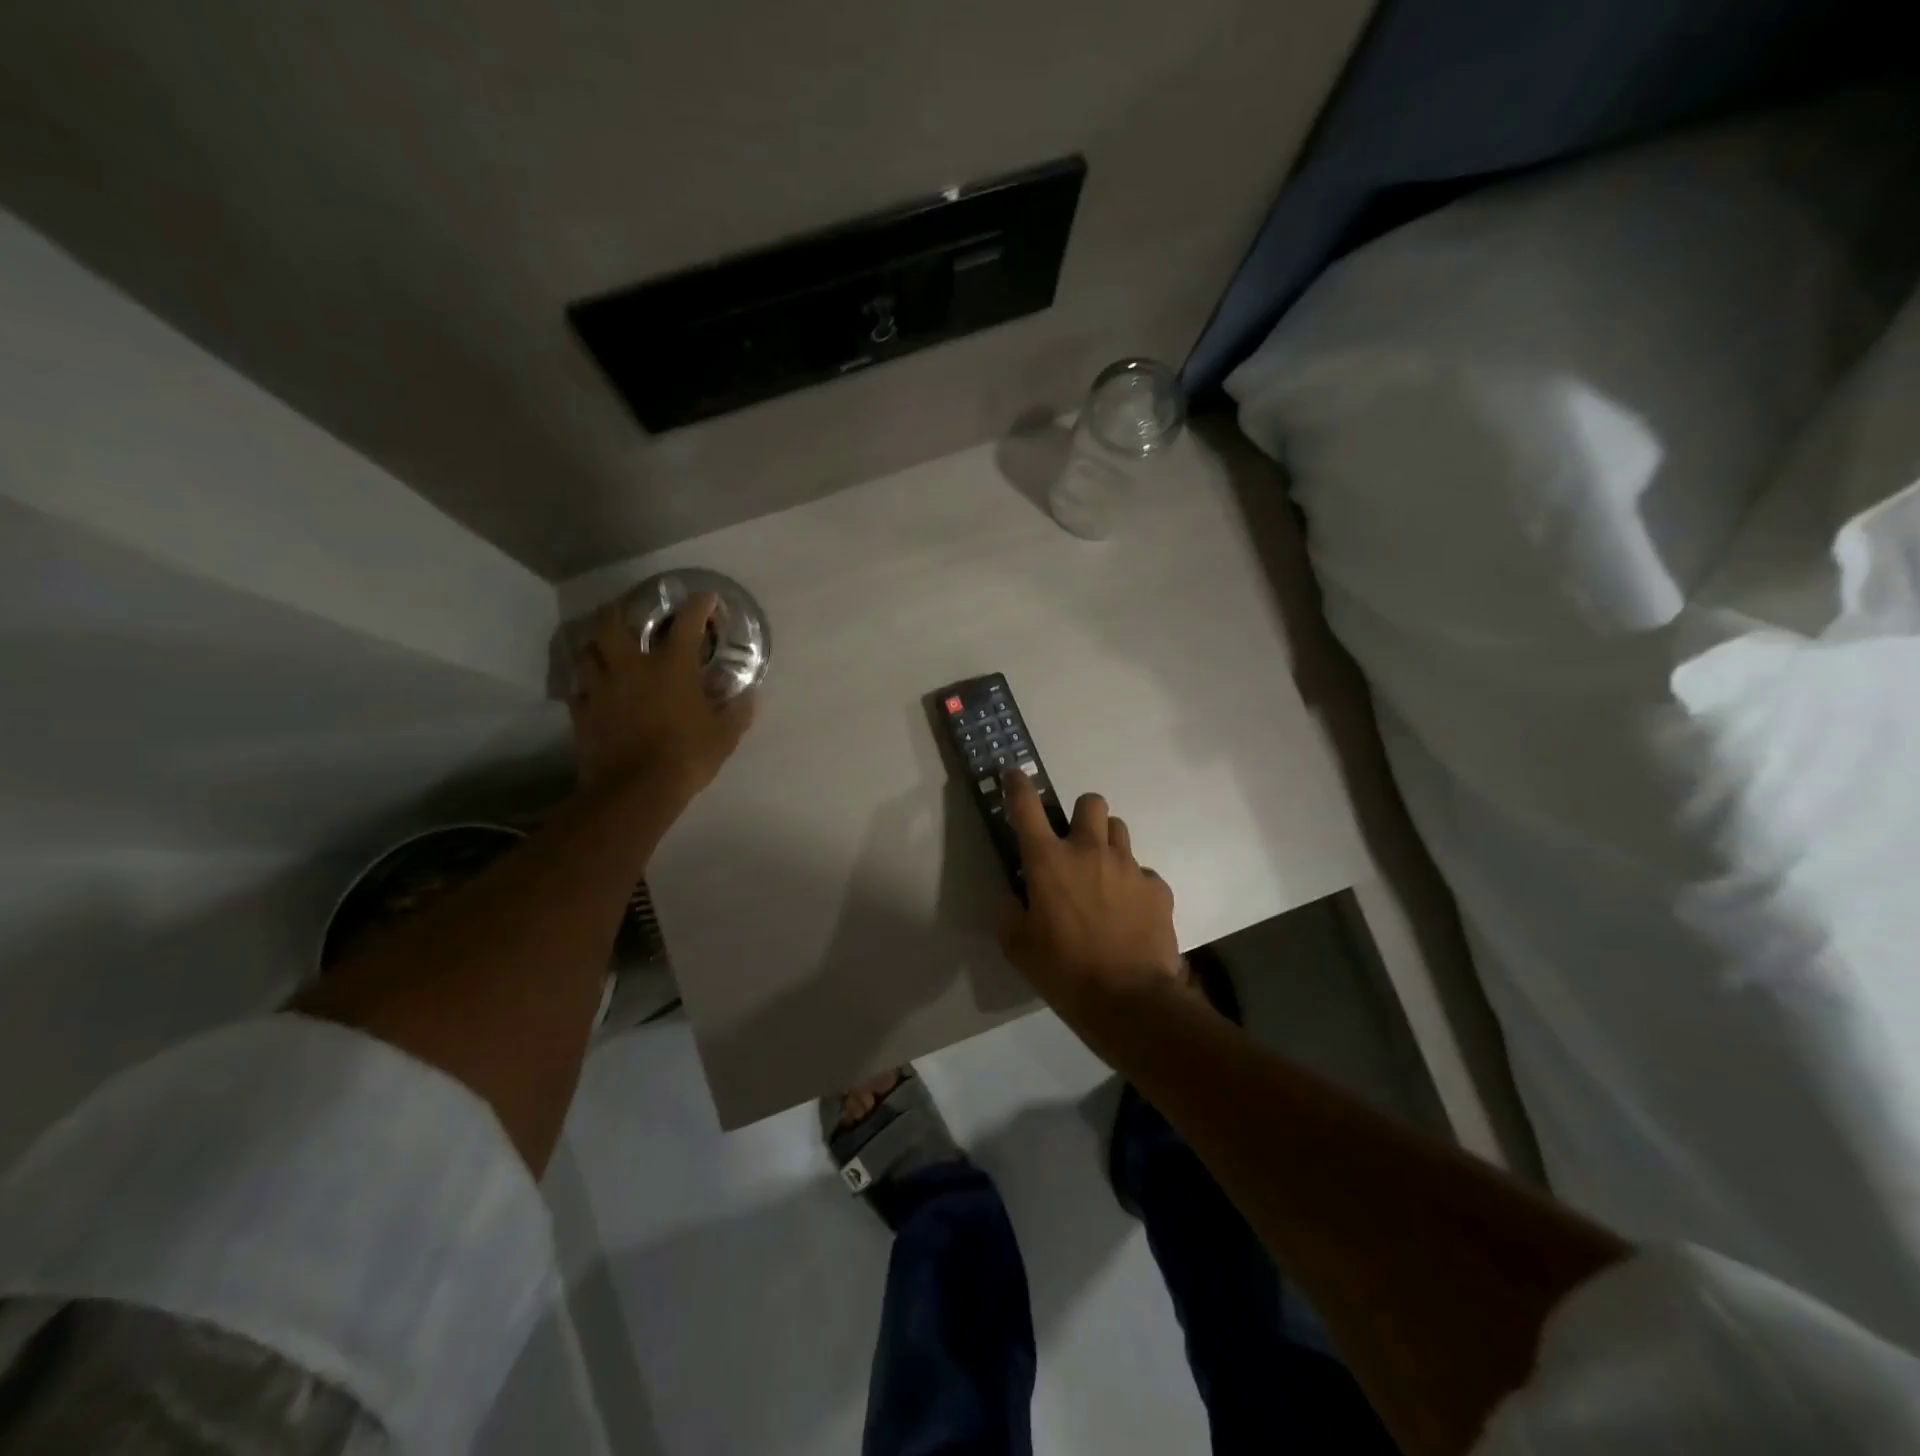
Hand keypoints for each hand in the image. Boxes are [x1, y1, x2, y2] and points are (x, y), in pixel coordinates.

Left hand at [568, 593, 754, 808]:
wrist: (634, 791)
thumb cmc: (686, 756)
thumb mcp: (725, 736)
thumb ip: (738, 711)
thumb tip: (751, 695)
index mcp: (671, 666)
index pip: (687, 622)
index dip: (698, 605)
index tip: (706, 597)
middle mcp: (631, 667)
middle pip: (613, 622)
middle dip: (620, 609)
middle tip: (629, 611)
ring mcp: (601, 688)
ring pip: (587, 650)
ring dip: (597, 644)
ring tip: (606, 648)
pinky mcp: (582, 712)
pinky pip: (579, 689)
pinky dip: (587, 685)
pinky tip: (595, 691)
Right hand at [996, 771, 1182, 1015]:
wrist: (1129, 1000)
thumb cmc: (1064, 971)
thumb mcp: (1017, 946)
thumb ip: (1010, 911)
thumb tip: (1016, 895)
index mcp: (1048, 861)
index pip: (1026, 806)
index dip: (1018, 785)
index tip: (1015, 775)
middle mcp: (1089, 851)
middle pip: (1090, 802)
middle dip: (1081, 815)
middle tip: (1075, 843)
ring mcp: (1128, 866)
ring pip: (1119, 830)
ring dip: (1107, 843)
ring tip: (1104, 876)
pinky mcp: (1157, 887)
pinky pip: (1143, 872)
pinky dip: (1134, 884)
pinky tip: (1130, 912)